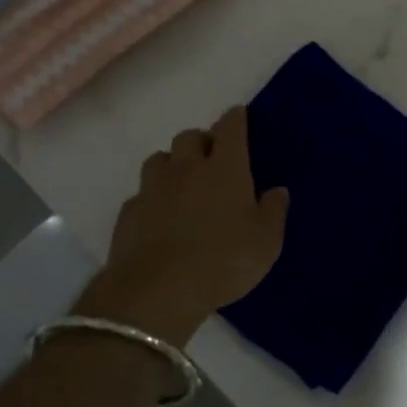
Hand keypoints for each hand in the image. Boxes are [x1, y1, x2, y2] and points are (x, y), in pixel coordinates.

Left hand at [78, 107, 288, 346]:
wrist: (158, 290)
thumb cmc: (223, 261)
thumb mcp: (265, 242)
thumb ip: (273, 212)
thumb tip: (278, 191)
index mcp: (225, 169)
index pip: (230, 129)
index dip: (235, 119)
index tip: (238, 115)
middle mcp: (186, 169)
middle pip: (189, 137)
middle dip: (202, 140)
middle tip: (212, 157)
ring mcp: (152, 189)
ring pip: (159, 159)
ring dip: (172, 163)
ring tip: (182, 182)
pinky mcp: (128, 213)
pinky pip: (141, 194)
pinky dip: (152, 198)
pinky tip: (159, 215)